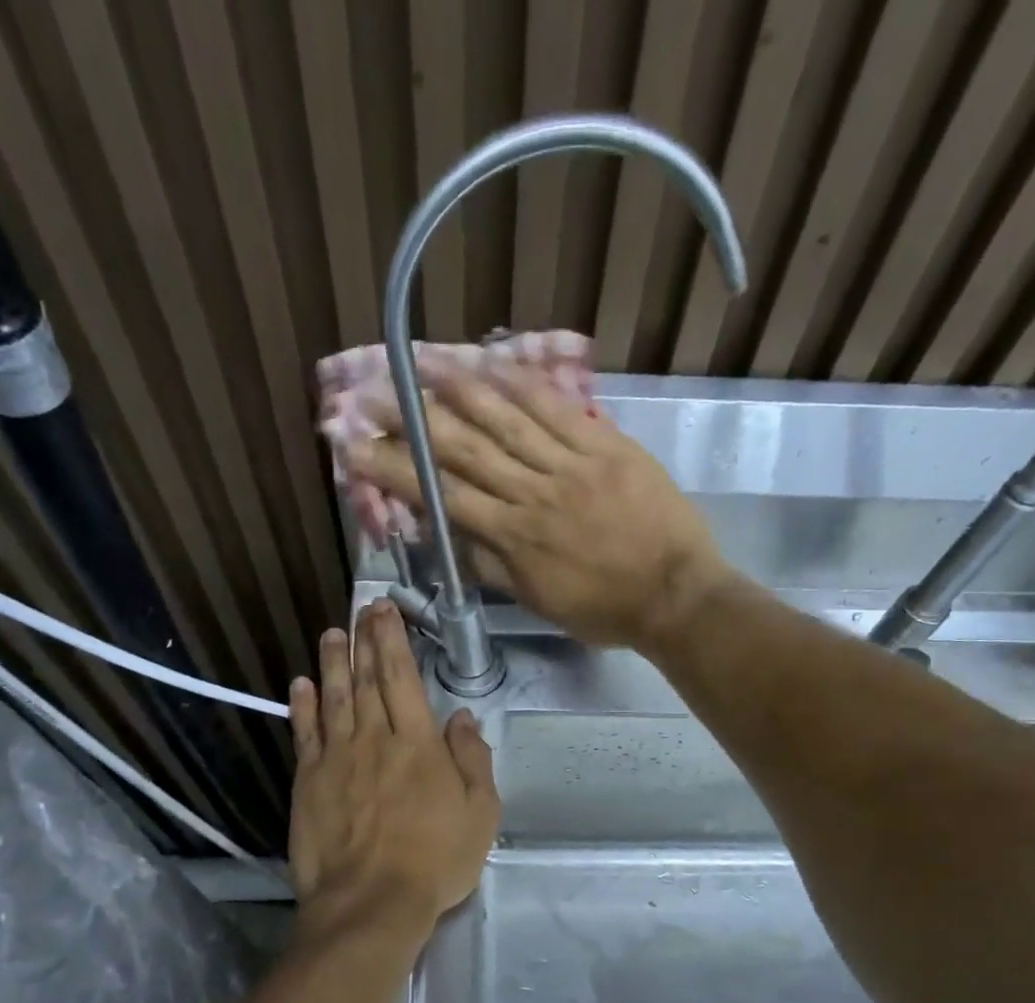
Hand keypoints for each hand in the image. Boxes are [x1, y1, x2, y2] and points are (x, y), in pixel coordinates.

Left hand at [288, 601, 498, 942]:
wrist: (370, 903)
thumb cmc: (435, 860)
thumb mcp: (480, 813)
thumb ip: (472, 759)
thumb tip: (461, 717)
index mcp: (417, 743)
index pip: (402, 678)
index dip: (393, 641)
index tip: (385, 612)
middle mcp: (373, 739)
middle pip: (367, 680)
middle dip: (364, 641)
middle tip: (361, 609)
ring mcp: (336, 759)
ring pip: (334, 698)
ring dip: (332, 663)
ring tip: (331, 634)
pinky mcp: (308, 782)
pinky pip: (304, 734)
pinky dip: (303, 706)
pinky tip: (301, 685)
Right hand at [348, 361, 735, 648]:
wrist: (676, 594)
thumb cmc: (604, 609)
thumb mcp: (537, 601)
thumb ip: (489, 564)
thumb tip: (444, 534)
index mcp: (513, 537)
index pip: (442, 495)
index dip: (395, 470)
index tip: (357, 449)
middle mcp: (532, 492)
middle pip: (463, 449)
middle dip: (412, 421)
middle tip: (371, 394)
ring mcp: (570, 463)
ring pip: (505, 419)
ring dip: (457, 388)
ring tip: (418, 362)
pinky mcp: (604, 444)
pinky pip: (556, 408)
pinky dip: (521, 383)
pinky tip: (490, 362)